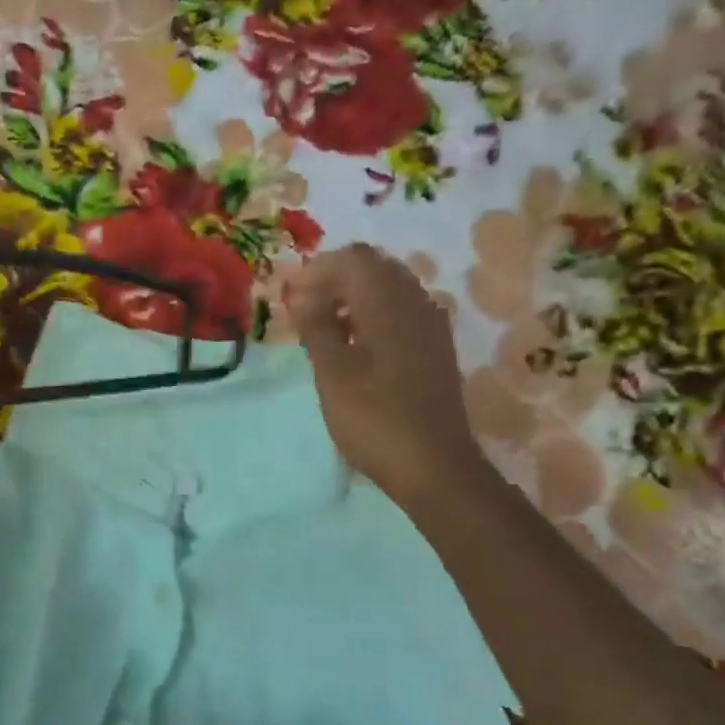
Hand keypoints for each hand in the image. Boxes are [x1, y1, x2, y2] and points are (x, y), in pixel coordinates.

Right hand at [288, 243, 485, 506]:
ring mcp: (430, 326)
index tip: (290, 297)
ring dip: (352, 298)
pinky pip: (400, 312)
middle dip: (334, 280)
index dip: (317, 270)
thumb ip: (316, 329)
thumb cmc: (375, 419)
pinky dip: (371, 316)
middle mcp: (416, 303)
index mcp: (389, 304)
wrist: (434, 465)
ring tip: (321, 329)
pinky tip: (352, 346)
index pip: (354, 259)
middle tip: (302, 310)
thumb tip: (302, 297)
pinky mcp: (434, 348)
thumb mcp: (333, 374)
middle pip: (373, 268)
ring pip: (388, 289)